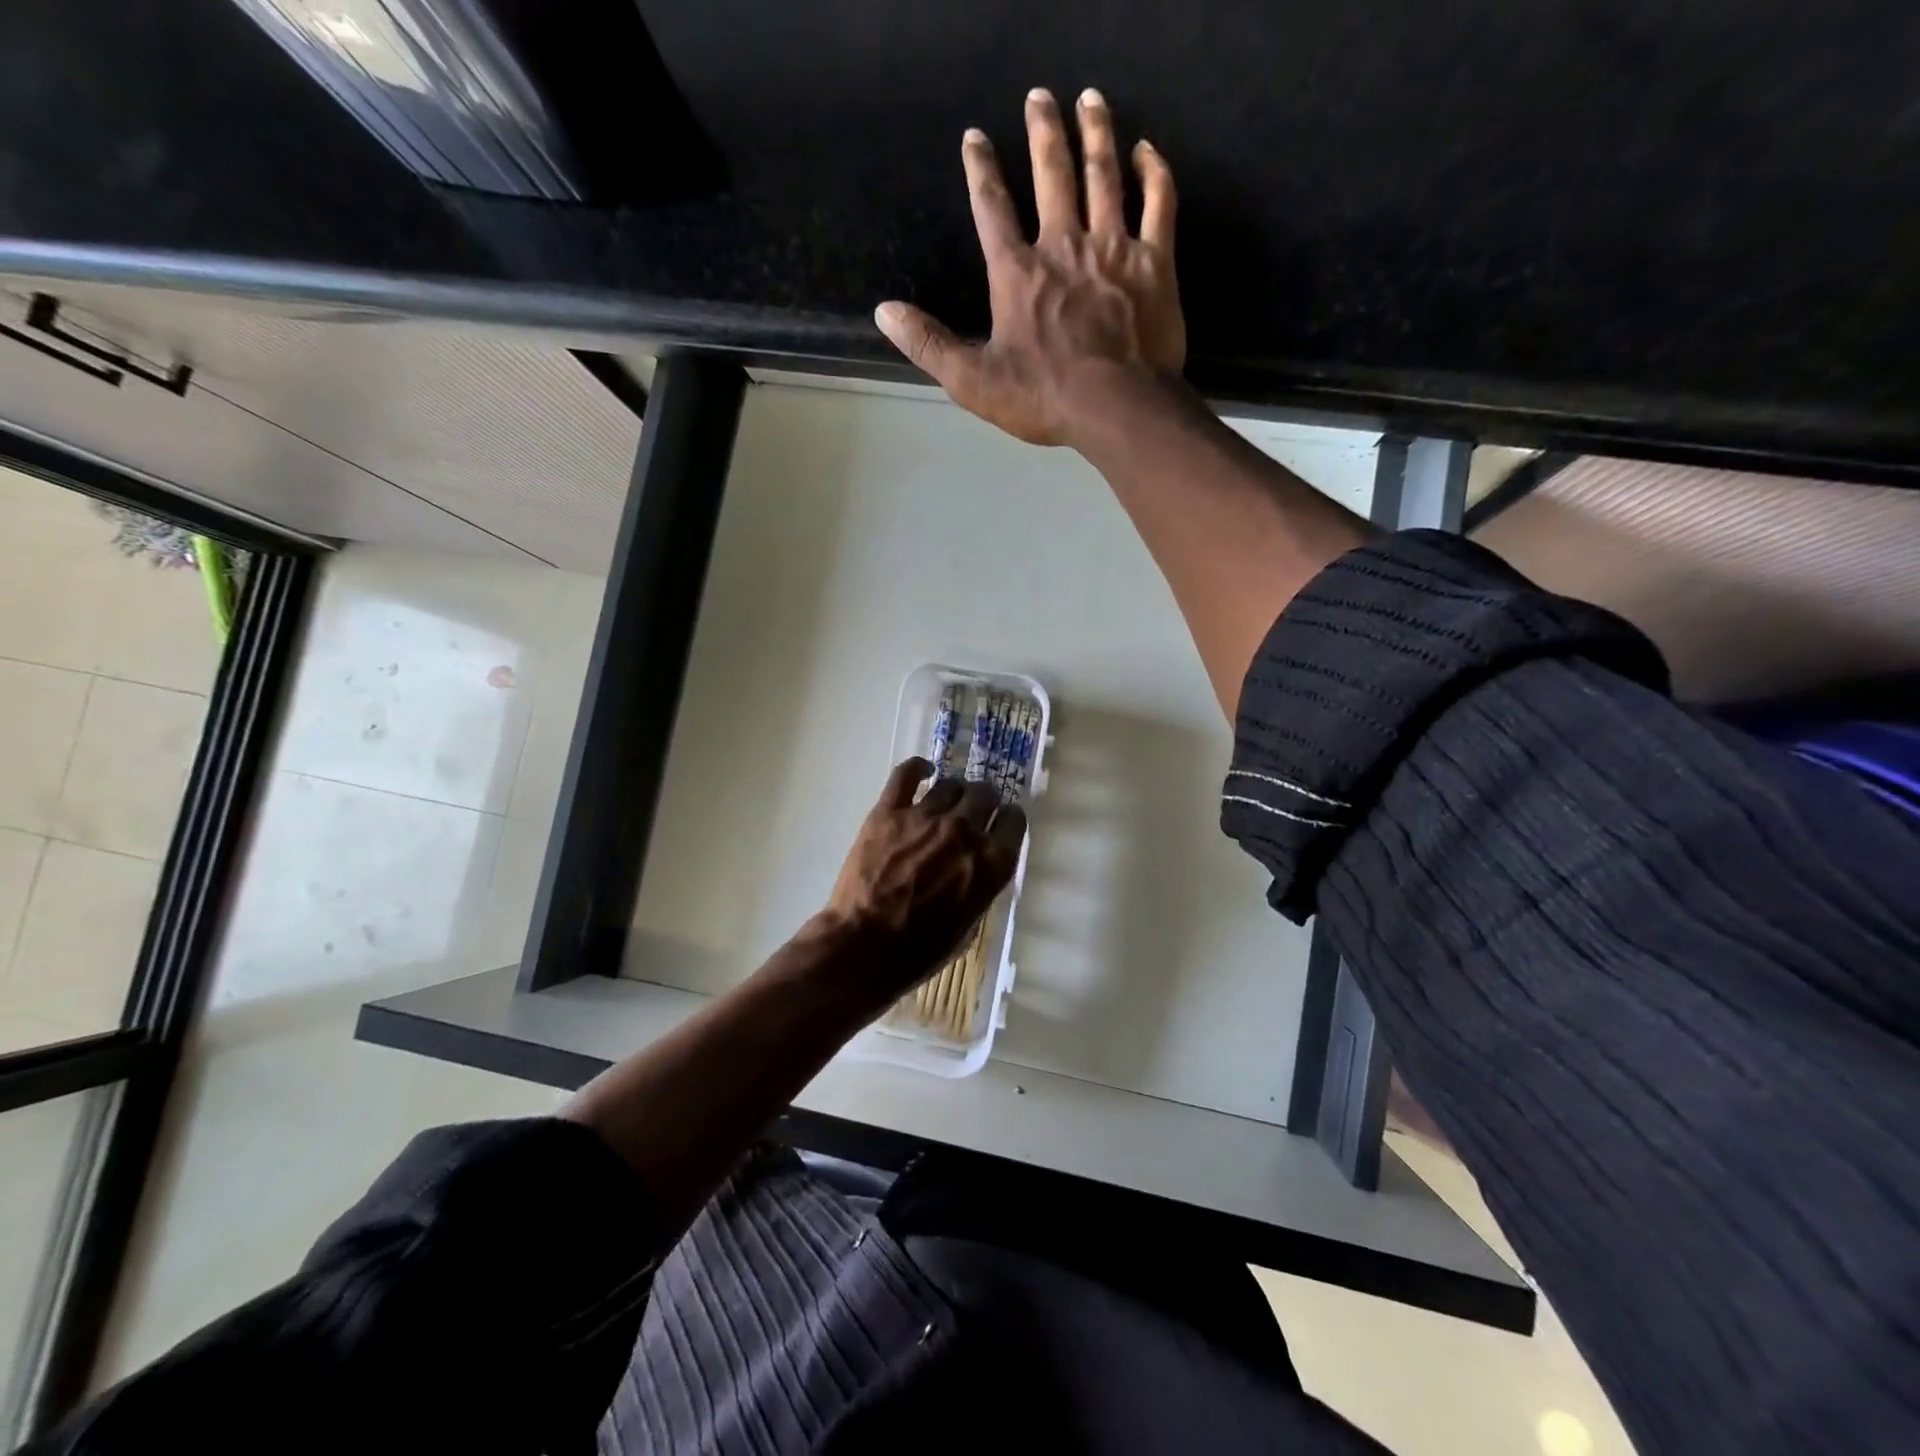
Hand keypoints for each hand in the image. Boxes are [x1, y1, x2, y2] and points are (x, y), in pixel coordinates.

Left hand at [823, 757, 1026, 998]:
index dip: (1007, 820)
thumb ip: (979, 887)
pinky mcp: (889, 810)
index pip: (1014, 820)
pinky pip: (907, 773)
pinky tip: (923, 771)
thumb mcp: (967, 926)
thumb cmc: (918, 952)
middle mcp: (965, 831)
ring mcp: (926, 816)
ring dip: (953, 791)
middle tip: (974, 810)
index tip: (1000, 823)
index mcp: (991, 863)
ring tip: (946, 800)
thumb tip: (976, 867)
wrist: (862, 946)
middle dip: (984, 800)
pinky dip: (918, 767)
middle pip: (985, 794)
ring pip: (951, 783)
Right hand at [874, 87, 1183, 447]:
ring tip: (1089, 98)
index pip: (992, 208)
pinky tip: (1146, 150)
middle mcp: (1063, 245)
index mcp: (1016, 273)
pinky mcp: (1154, 262)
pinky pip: (1159, 203)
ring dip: (1095, 133)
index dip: (981, 170)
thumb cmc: (1043, 397)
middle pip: (1051, 174)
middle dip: (1043, 131)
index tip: (975, 137)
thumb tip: (885, 311)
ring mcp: (1113, 248)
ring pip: (1103, 175)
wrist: (1116, 407)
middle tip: (1039, 96)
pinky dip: (1154, 172)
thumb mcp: (973, 381)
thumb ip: (929, 344)